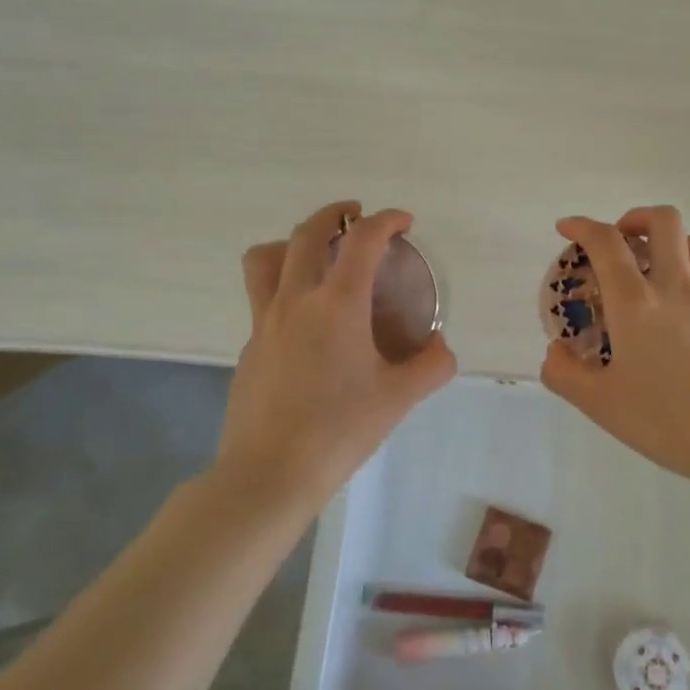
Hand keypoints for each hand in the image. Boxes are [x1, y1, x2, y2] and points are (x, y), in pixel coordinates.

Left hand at [214, 201, 456, 510]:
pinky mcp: (249, 346)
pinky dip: (283, 286)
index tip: (404, 222)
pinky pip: (261, 296)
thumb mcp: (398, 399)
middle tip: (357, 218)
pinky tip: (306, 320)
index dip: (386, 220)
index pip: (362, 241)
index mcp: (337, 304)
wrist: (268, 474)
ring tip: (316, 254)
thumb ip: (430, 367)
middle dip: (335, 215)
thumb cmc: (339, 431)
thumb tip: (441, 349)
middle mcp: (295, 300)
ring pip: (266, 258)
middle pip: (306, 233)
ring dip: (292, 242)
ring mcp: (264, 322)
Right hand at [539, 207, 689, 492]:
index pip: (607, 242)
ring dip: (668, 242)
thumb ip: (565, 374)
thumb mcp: (600, 404)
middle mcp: (674, 288)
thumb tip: (555, 352)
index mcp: (635, 302)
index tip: (567, 229)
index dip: (583, 226)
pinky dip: (686, 277)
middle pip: (664, 220)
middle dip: (635, 218)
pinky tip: (674, 317)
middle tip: (619, 243)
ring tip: (649, 269)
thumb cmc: (666, 419)